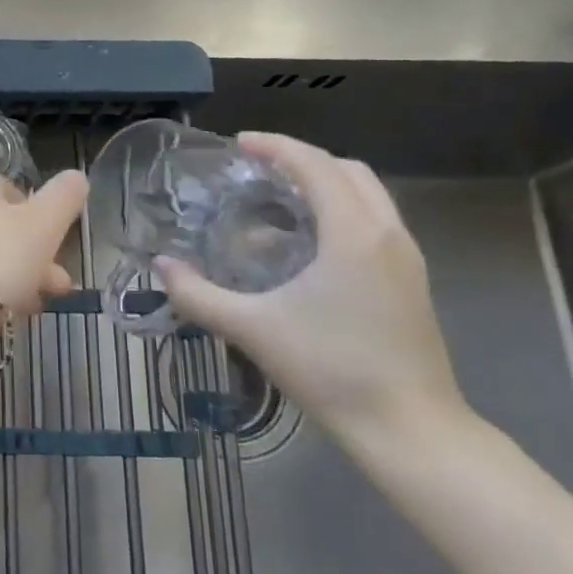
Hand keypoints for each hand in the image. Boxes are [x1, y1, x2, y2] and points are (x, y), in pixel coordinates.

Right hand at [155, 133, 469, 452]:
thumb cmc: (330, 369)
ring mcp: (406, 258)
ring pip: (367, 196)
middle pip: (348, 170)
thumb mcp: (252, 329)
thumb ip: (198, 294)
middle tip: (257, 170)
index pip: (314, 165)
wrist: (410, 429)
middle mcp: (387, 234)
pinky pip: (374, 222)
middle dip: (302, 160)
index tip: (238, 144)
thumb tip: (161, 266)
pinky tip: (303, 246)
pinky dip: (340, 212)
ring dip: (324, 185)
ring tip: (276, 202)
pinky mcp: (411, 281)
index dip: (275, 147)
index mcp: (353, 234)